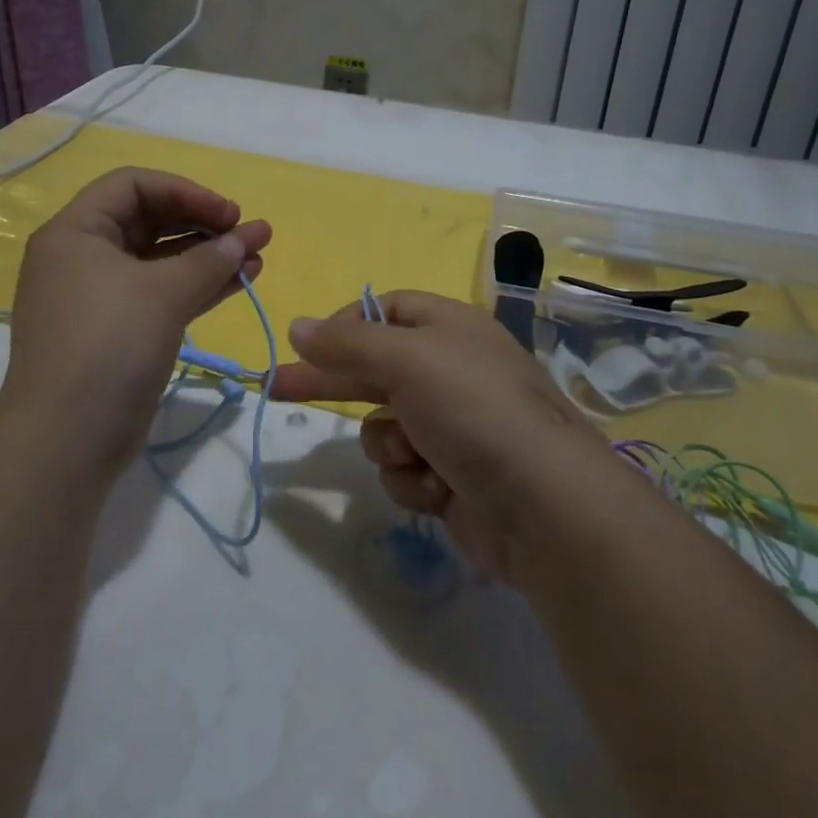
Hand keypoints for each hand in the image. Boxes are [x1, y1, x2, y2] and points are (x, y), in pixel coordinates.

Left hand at [0, 168, 270, 483]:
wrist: (66, 441)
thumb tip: (245, 238)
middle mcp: (83, 257)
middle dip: (203, 224)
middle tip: (248, 232)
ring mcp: (100, 297)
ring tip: (258, 254)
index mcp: (75, 232)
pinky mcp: (118, 331)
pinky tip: (240, 281)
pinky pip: (162, 293)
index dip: (184, 192)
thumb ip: (209, 260)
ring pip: (161, 260)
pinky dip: (198, 286)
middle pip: (149, 220)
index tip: (227, 213)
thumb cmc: (107, 346)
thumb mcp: (162, 294)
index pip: (133, 186)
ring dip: (208, 255)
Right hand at [271, 291, 609, 582]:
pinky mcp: (452, 475)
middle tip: (274, 388)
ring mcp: (453, 426)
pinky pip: (404, 469)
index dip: (346, 325)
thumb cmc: (474, 410)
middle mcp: (451, 370)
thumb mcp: (406, 360)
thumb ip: (347, 343)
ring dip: (391, 445)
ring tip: (417, 455)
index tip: (309, 346)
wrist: (544, 506)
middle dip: (330, 382)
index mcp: (449, 328)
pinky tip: (438, 487)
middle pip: (374, 368)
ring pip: (385, 427)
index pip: (386, 310)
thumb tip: (298, 326)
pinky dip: (413, 479)